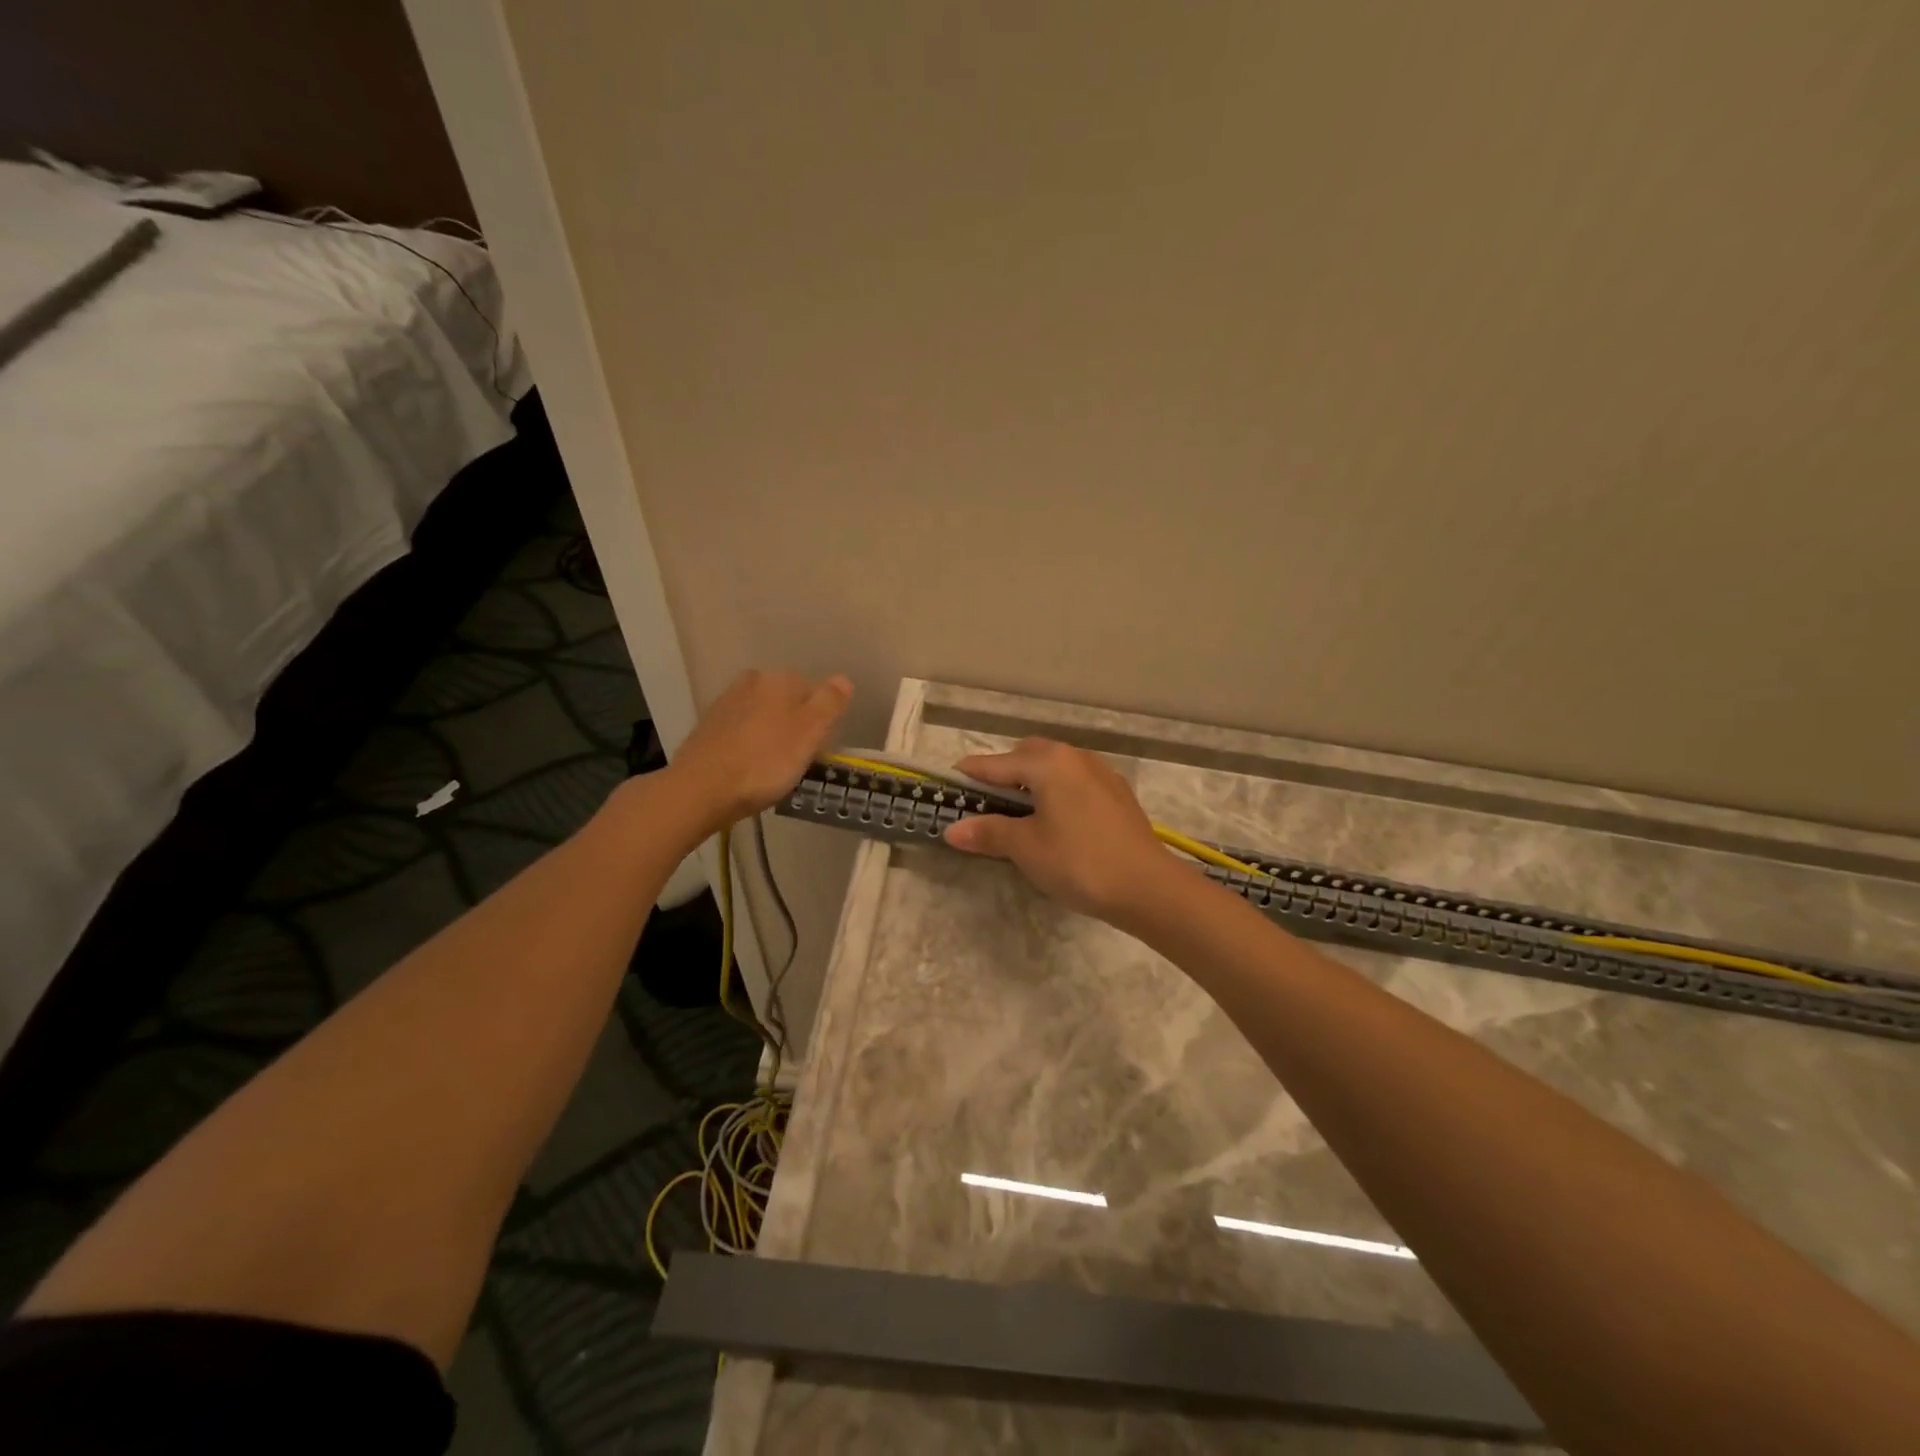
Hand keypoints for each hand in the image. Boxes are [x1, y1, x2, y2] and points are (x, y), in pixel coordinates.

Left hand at [670, 670, 852, 832]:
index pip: (815, 693)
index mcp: (780, 680)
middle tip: (798, 760)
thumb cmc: (765, 762)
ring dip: (771, 735)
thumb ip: (830, 703)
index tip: (819, 749)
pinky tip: (748, 768)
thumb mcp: (810, 733)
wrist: (701, 788)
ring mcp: (726, 703)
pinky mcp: (707, 727)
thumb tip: (843, 679)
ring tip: (773, 768)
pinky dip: (748, 745)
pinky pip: (741, 731)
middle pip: (787, 702)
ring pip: (762, 715)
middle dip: (795, 725)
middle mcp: (752, 682)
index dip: (821, 722)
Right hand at [943, 738, 1176, 924]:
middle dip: (1003, 773)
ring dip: (1032, 782)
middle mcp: (1074, 757)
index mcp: (1048, 763)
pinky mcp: (1117, 793)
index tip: (947, 785)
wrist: (1148, 887)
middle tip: (987, 805)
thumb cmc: (1079, 862)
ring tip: (1020, 815)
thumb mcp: (1026, 848)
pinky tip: (1057, 822)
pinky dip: (1057, 791)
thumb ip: (989, 832)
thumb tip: (952, 830)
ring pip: (1054, 767)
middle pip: (1027, 755)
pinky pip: (1075, 781)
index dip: (969, 775)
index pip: (995, 764)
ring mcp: (1100, 773)